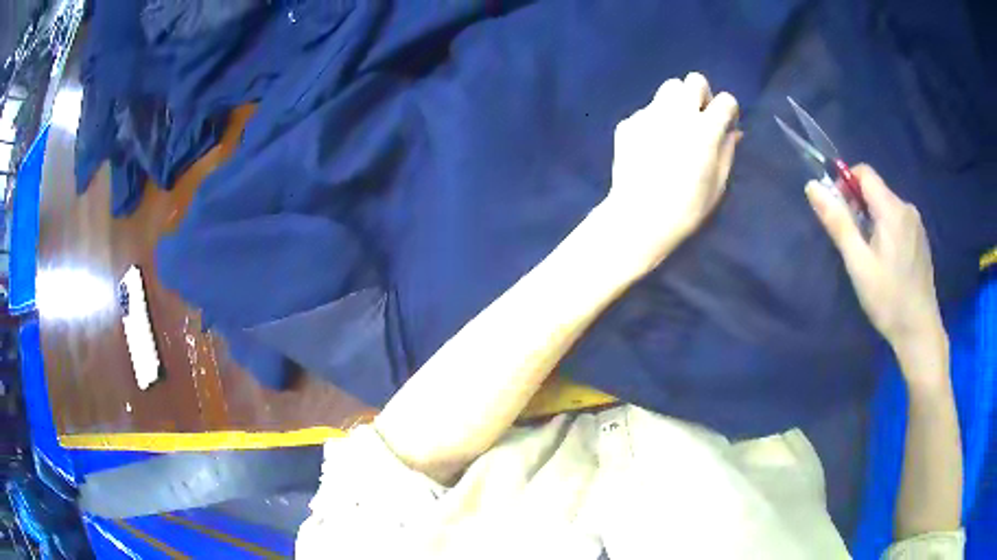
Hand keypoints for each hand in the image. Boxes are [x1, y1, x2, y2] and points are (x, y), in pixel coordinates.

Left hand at [602, 72, 739, 273]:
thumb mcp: (718, 184)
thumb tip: (733, 132)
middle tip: (700, 118)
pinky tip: (651, 145)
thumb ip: (727, 151)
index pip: (726, 100)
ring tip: (676, 126)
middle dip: (702, 95)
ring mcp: (650, 114)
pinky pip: (647, 110)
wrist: (639, 217)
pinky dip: (654, 121)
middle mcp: (678, 113)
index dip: (729, 111)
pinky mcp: (629, 122)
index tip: (725, 125)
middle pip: (695, 80)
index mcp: (705, 129)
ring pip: (668, 88)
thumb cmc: (686, 208)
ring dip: (678, 101)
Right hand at [806, 165, 944, 359]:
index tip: (840, 213)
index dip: (846, 183)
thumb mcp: (858, 264)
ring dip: (872, 219)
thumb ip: (838, 223)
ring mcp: (916, 224)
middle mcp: (906, 207)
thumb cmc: (888, 299)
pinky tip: (886, 261)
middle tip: (853, 243)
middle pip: (876, 190)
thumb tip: (812, 186)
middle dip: (859, 206)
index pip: (864, 173)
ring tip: (869, 256)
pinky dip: (886, 230)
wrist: (920, 331)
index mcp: (892, 209)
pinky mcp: (920, 238)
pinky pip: (898, 220)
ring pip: (887, 206)